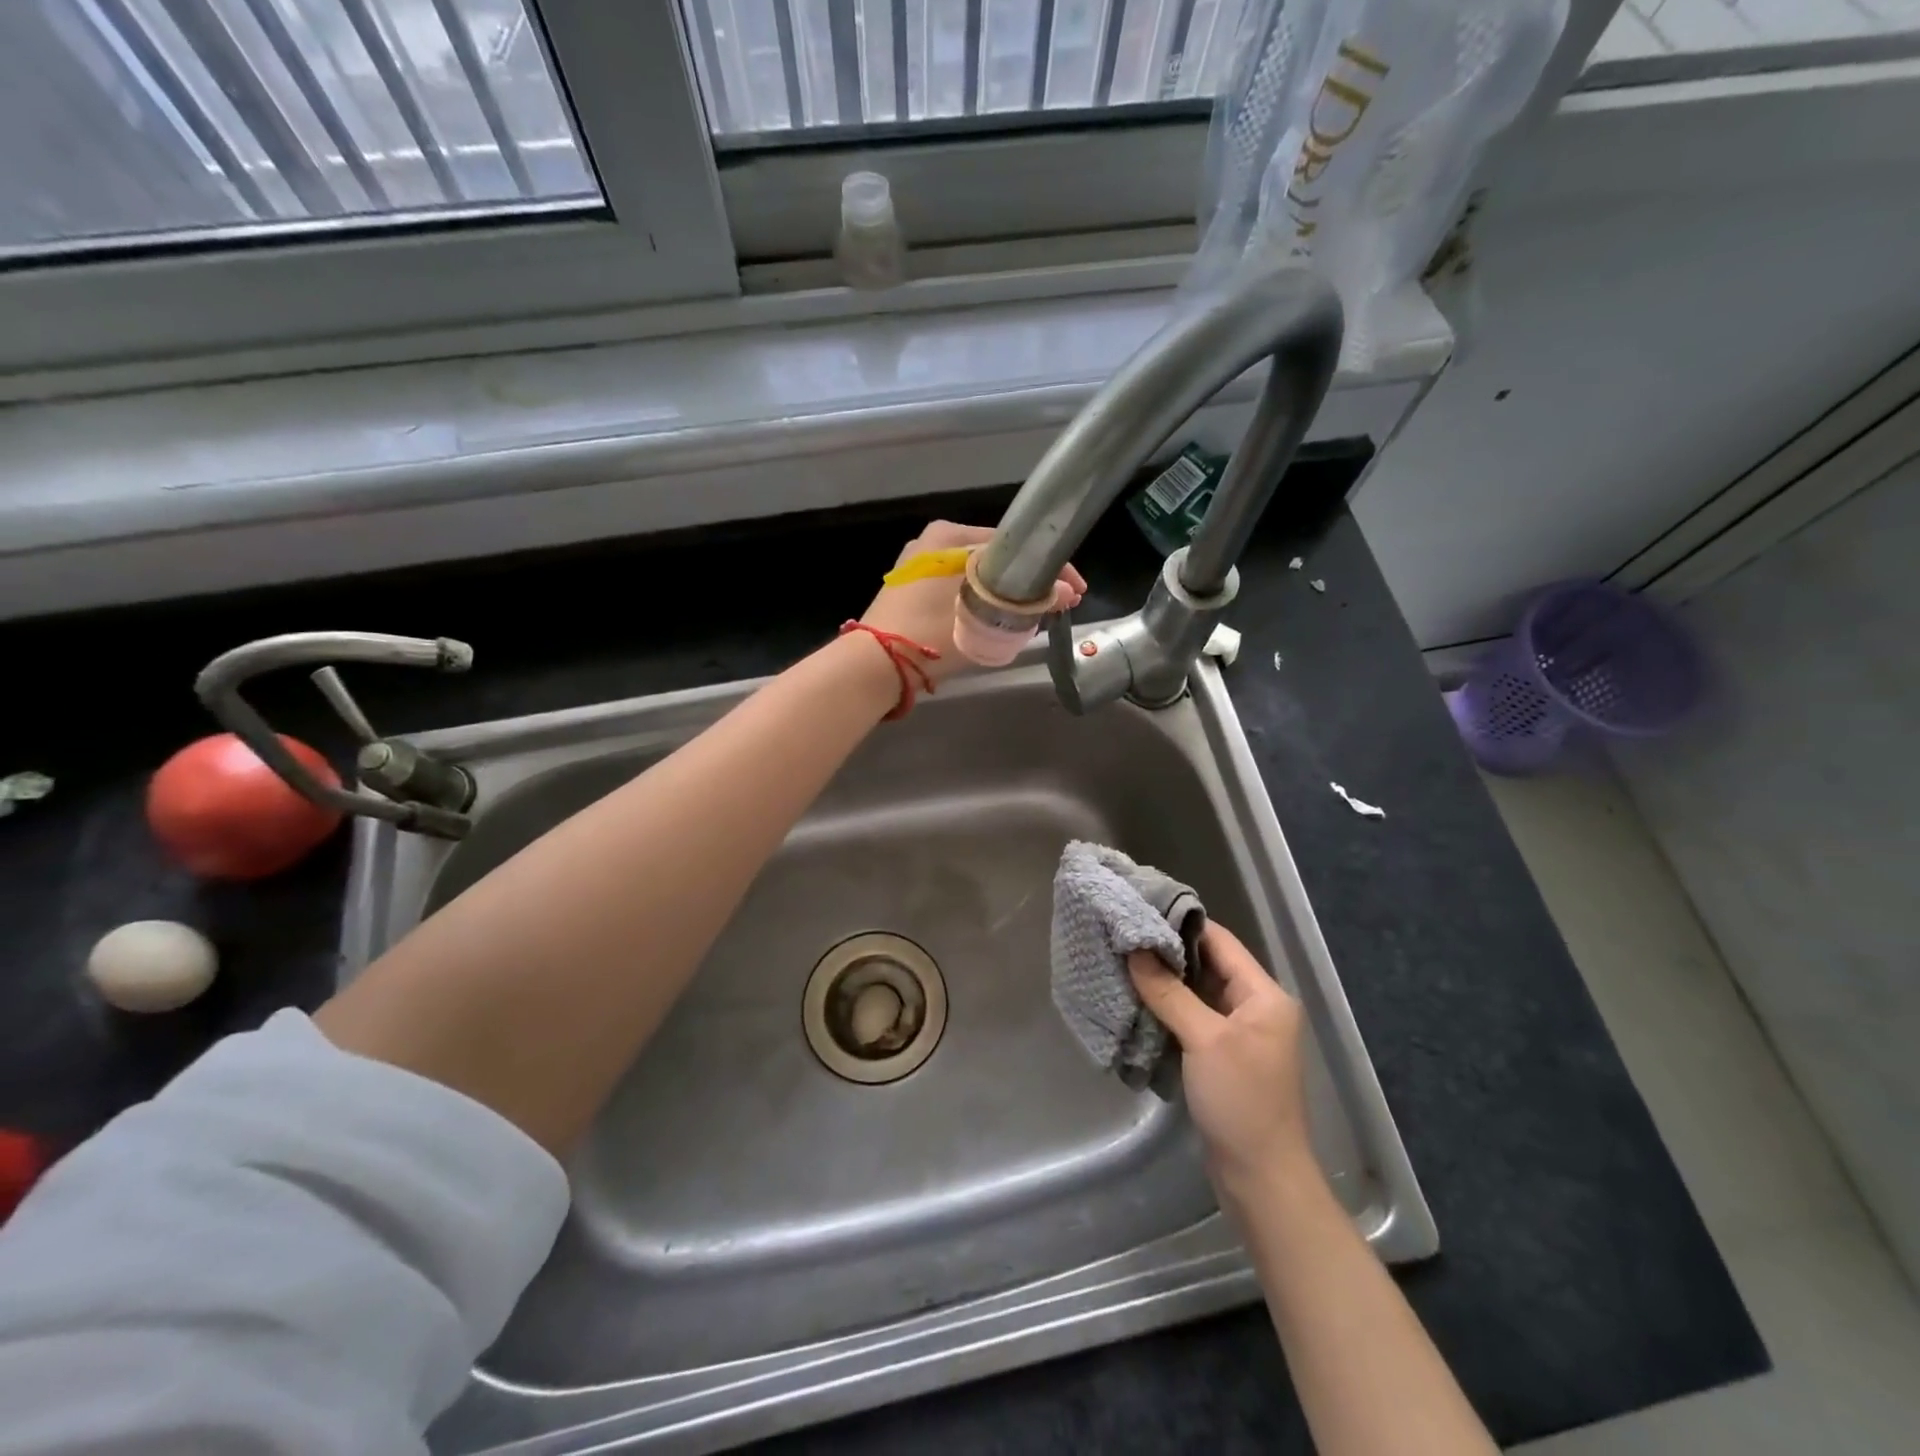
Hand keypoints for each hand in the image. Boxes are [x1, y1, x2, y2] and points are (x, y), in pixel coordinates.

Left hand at [859, 521, 1084, 684]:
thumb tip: (1067, 593)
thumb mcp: (985, 616)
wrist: (874, 665)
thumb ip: (1028, 603)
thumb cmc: (929, 632)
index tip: (1074, 590)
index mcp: (948, 535)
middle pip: (996, 560)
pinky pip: (959, 590)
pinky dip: (981, 601)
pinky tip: (999, 619)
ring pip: (978, 576)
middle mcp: (933, 542)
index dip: (1048, 568)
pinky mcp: (912, 592)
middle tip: (1057, 605)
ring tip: (1035, 616)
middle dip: (1028, 582)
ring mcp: (919, 567)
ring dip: (1006, 594)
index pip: (1012, 545)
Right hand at [1128, 922, 1315, 1202]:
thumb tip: (1135, 950)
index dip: (1180, 924)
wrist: (1261, 1179)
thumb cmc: (1242, 1101)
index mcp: (1264, 995)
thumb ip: (1169, 992)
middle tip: (1122, 936)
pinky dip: (1166, 1009)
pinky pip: (1191, 1019)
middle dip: (1165, 952)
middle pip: (1206, 965)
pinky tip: (1135, 1000)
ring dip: (1162, 982)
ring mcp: (1237, 1034)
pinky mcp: (1220, 1057)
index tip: (1139, 910)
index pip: (1219, 941)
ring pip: (1195, 993)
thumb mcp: (1204, 1040)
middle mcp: (1254, 1008)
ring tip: (1121, 962)